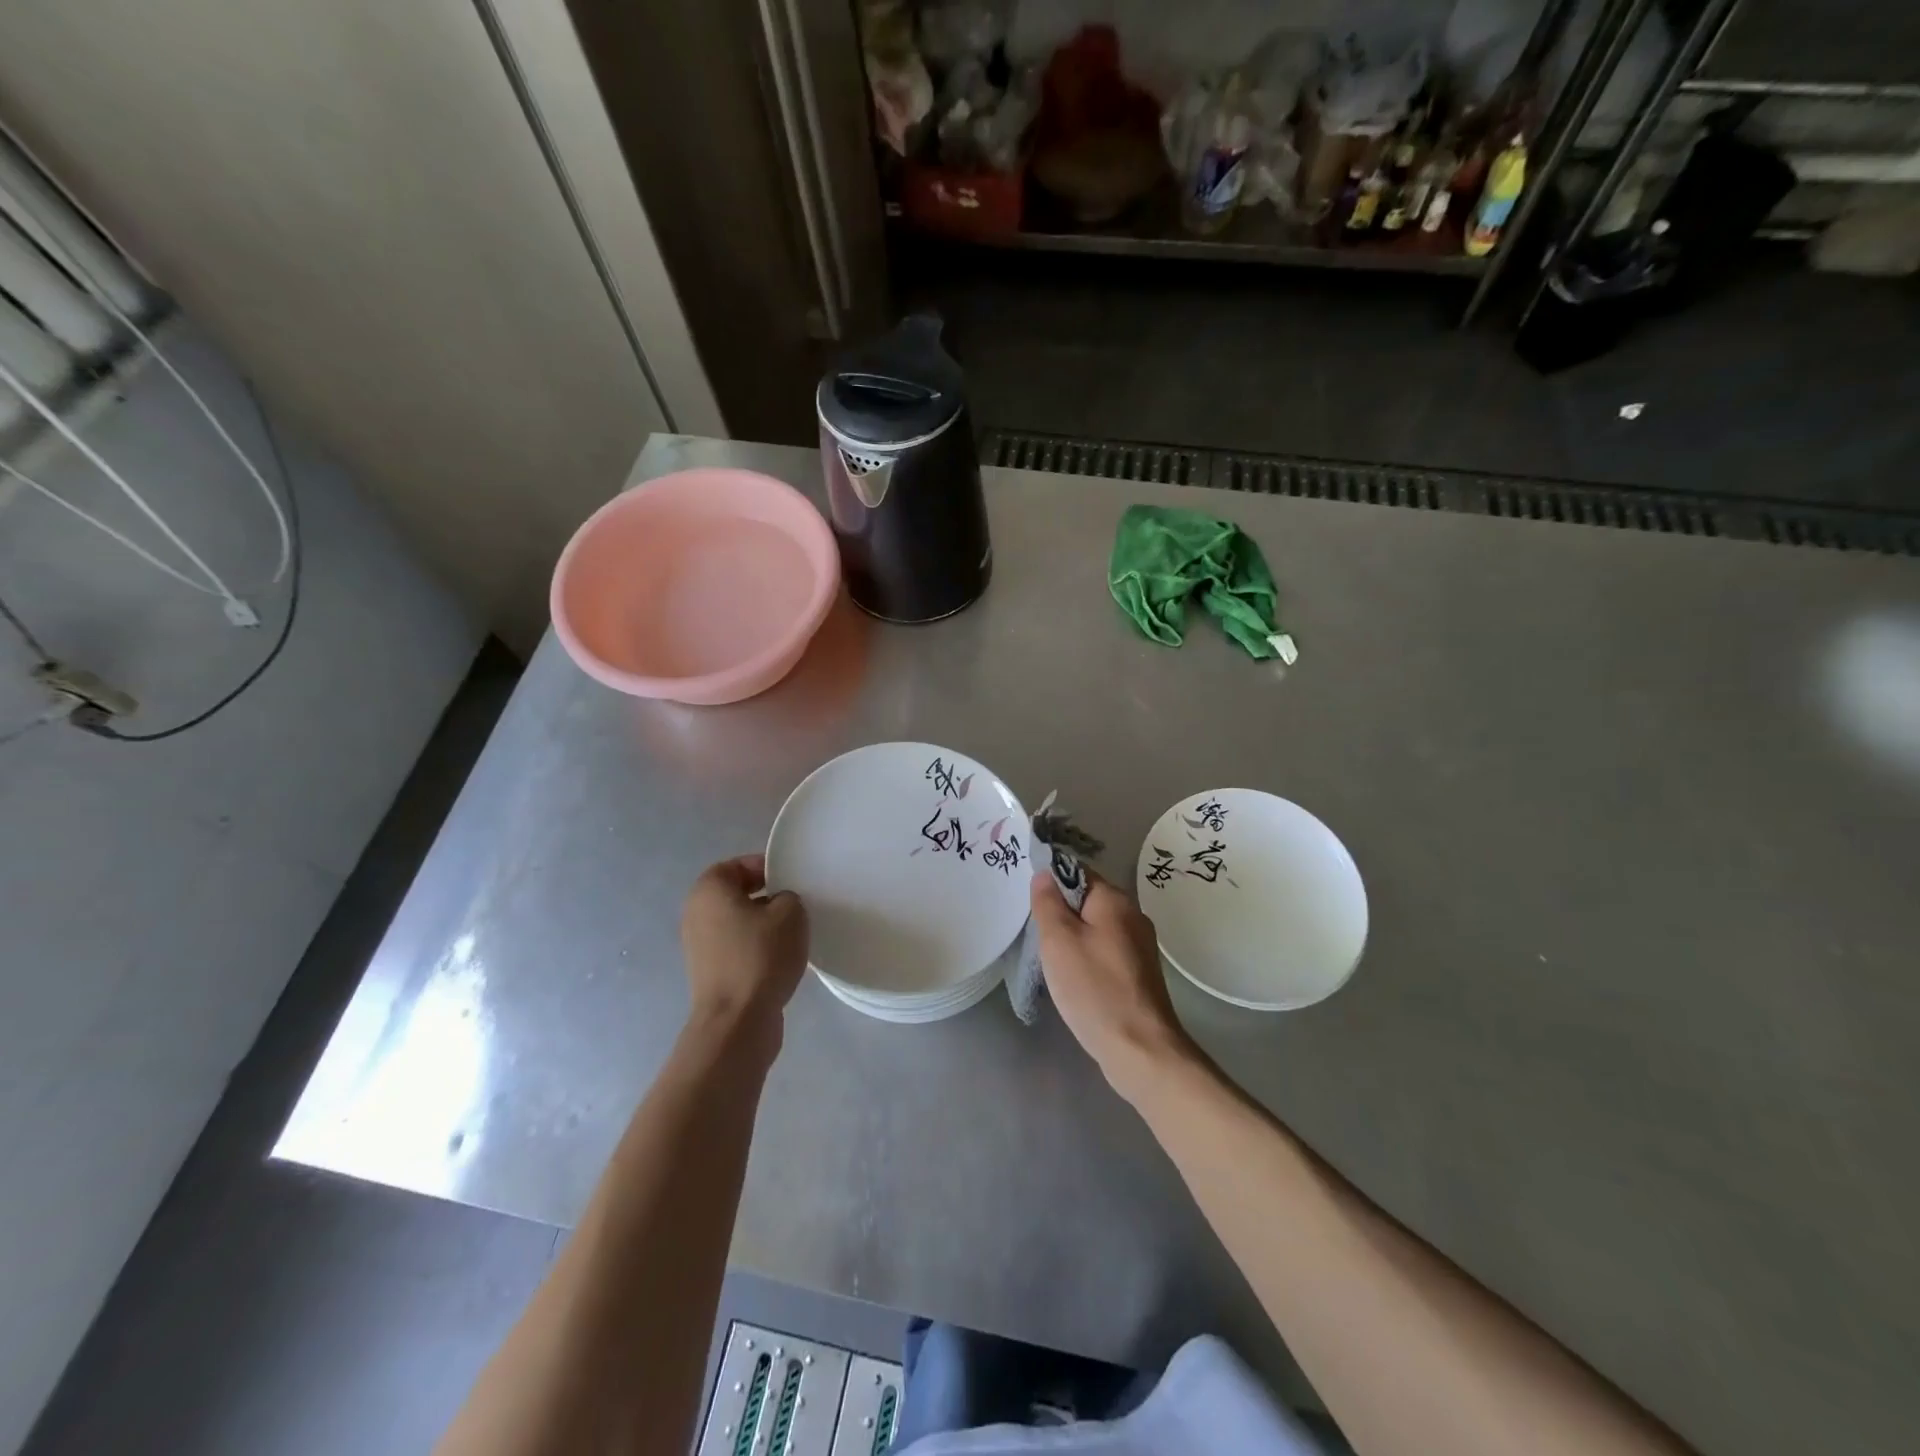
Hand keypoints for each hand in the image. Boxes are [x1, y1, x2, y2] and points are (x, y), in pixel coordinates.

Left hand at [681, 855, 808, 1039]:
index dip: (767, 868)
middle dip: (768, 897)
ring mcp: (700, 946)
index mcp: (709, 889)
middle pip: (737, 894)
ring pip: (739, 922)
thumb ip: (789, 896)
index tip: (793, 880)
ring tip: (793, 934)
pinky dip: (757, 948)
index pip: (738, 865)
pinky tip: (782, 958)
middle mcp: (696, 913)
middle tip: (797, 904)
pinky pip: (738, 947)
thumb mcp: (790, 912)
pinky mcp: (710, 972)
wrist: (737, 1020)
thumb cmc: (761, 955)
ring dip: (764, 925)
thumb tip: (780, 905)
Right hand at [1030, 868, 1194, 1102]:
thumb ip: (1048, 903)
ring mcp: (1140, 945)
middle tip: (1037, 937)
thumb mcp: (1058, 941)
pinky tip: (1075, 980)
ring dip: (1073, 938)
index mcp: (1115, 900)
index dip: (1050, 882)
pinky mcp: (1140, 972)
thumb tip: (1044, 873)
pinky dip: (1088, 958)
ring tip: (1052, 961)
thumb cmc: (1094, 989)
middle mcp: (1133, 915)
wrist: (1140, 1049)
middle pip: (1087, 900)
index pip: (1077, 872)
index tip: (1030, 905)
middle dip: (1061, 914)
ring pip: (1096, 928)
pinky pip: (1106, 951)